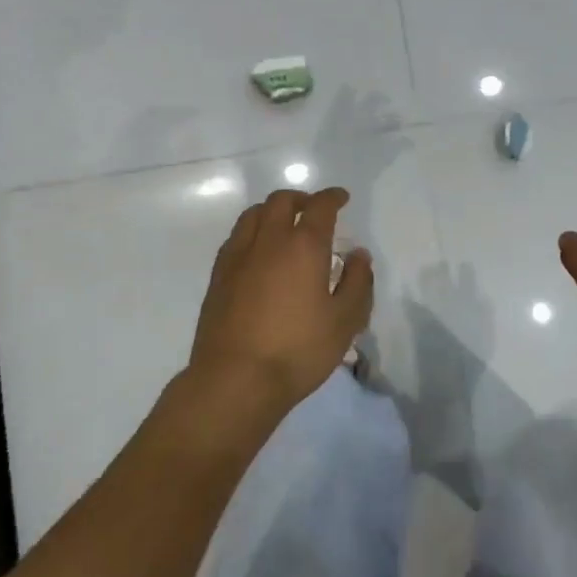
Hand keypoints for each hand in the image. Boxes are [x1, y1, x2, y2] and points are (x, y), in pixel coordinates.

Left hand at [187, 187, 373, 415]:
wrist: (235, 379)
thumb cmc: (298, 350)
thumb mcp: (344, 321)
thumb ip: (357, 283)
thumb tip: (358, 255)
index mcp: (303, 246)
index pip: (320, 207)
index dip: (332, 198)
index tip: (341, 198)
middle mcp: (268, 241)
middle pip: (281, 202)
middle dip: (301, 199)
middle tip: (313, 210)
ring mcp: (238, 257)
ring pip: (253, 215)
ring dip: (272, 211)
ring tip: (283, 225)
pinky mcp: (218, 277)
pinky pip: (236, 238)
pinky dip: (252, 232)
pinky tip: (258, 253)